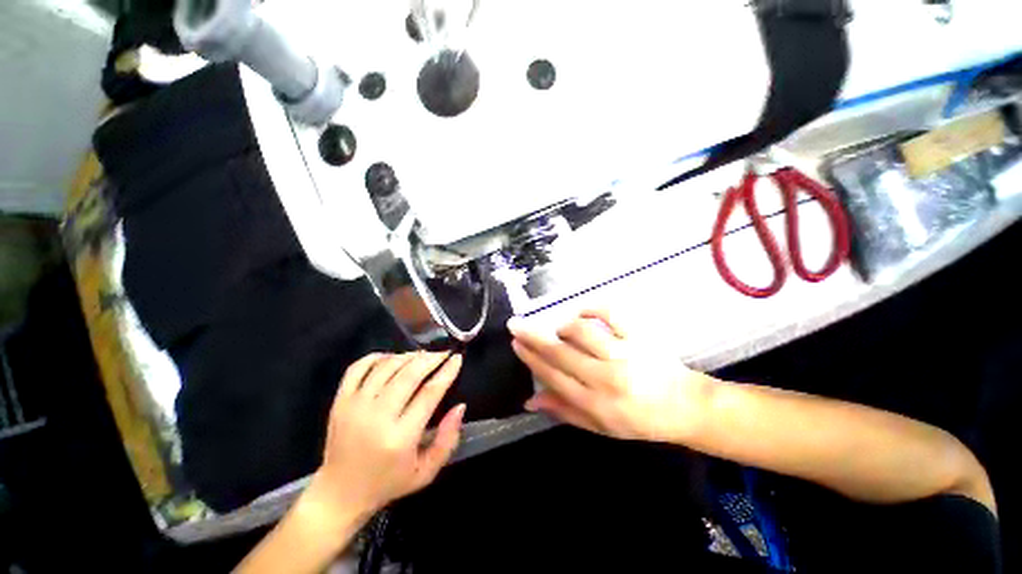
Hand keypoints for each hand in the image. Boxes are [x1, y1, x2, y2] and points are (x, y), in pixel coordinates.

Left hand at [310, 352, 465, 520]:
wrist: (339, 494)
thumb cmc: (388, 483)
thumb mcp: (426, 472)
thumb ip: (448, 439)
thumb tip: (460, 406)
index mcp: (401, 437)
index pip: (430, 393)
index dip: (447, 372)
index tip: (457, 358)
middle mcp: (377, 417)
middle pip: (409, 374)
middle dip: (431, 358)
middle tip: (443, 354)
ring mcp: (355, 407)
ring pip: (386, 367)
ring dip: (408, 356)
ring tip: (422, 356)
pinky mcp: (339, 402)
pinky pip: (358, 368)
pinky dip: (377, 357)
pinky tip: (391, 358)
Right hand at [508, 310, 713, 442]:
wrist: (684, 408)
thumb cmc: (638, 420)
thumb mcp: (599, 426)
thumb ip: (563, 411)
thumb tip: (529, 400)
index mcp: (594, 403)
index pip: (552, 375)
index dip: (530, 357)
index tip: (515, 343)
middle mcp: (605, 377)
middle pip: (560, 351)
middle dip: (533, 336)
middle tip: (515, 324)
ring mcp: (624, 353)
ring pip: (581, 330)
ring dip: (563, 326)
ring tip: (559, 328)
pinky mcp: (639, 336)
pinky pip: (610, 313)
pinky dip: (592, 307)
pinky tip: (583, 311)